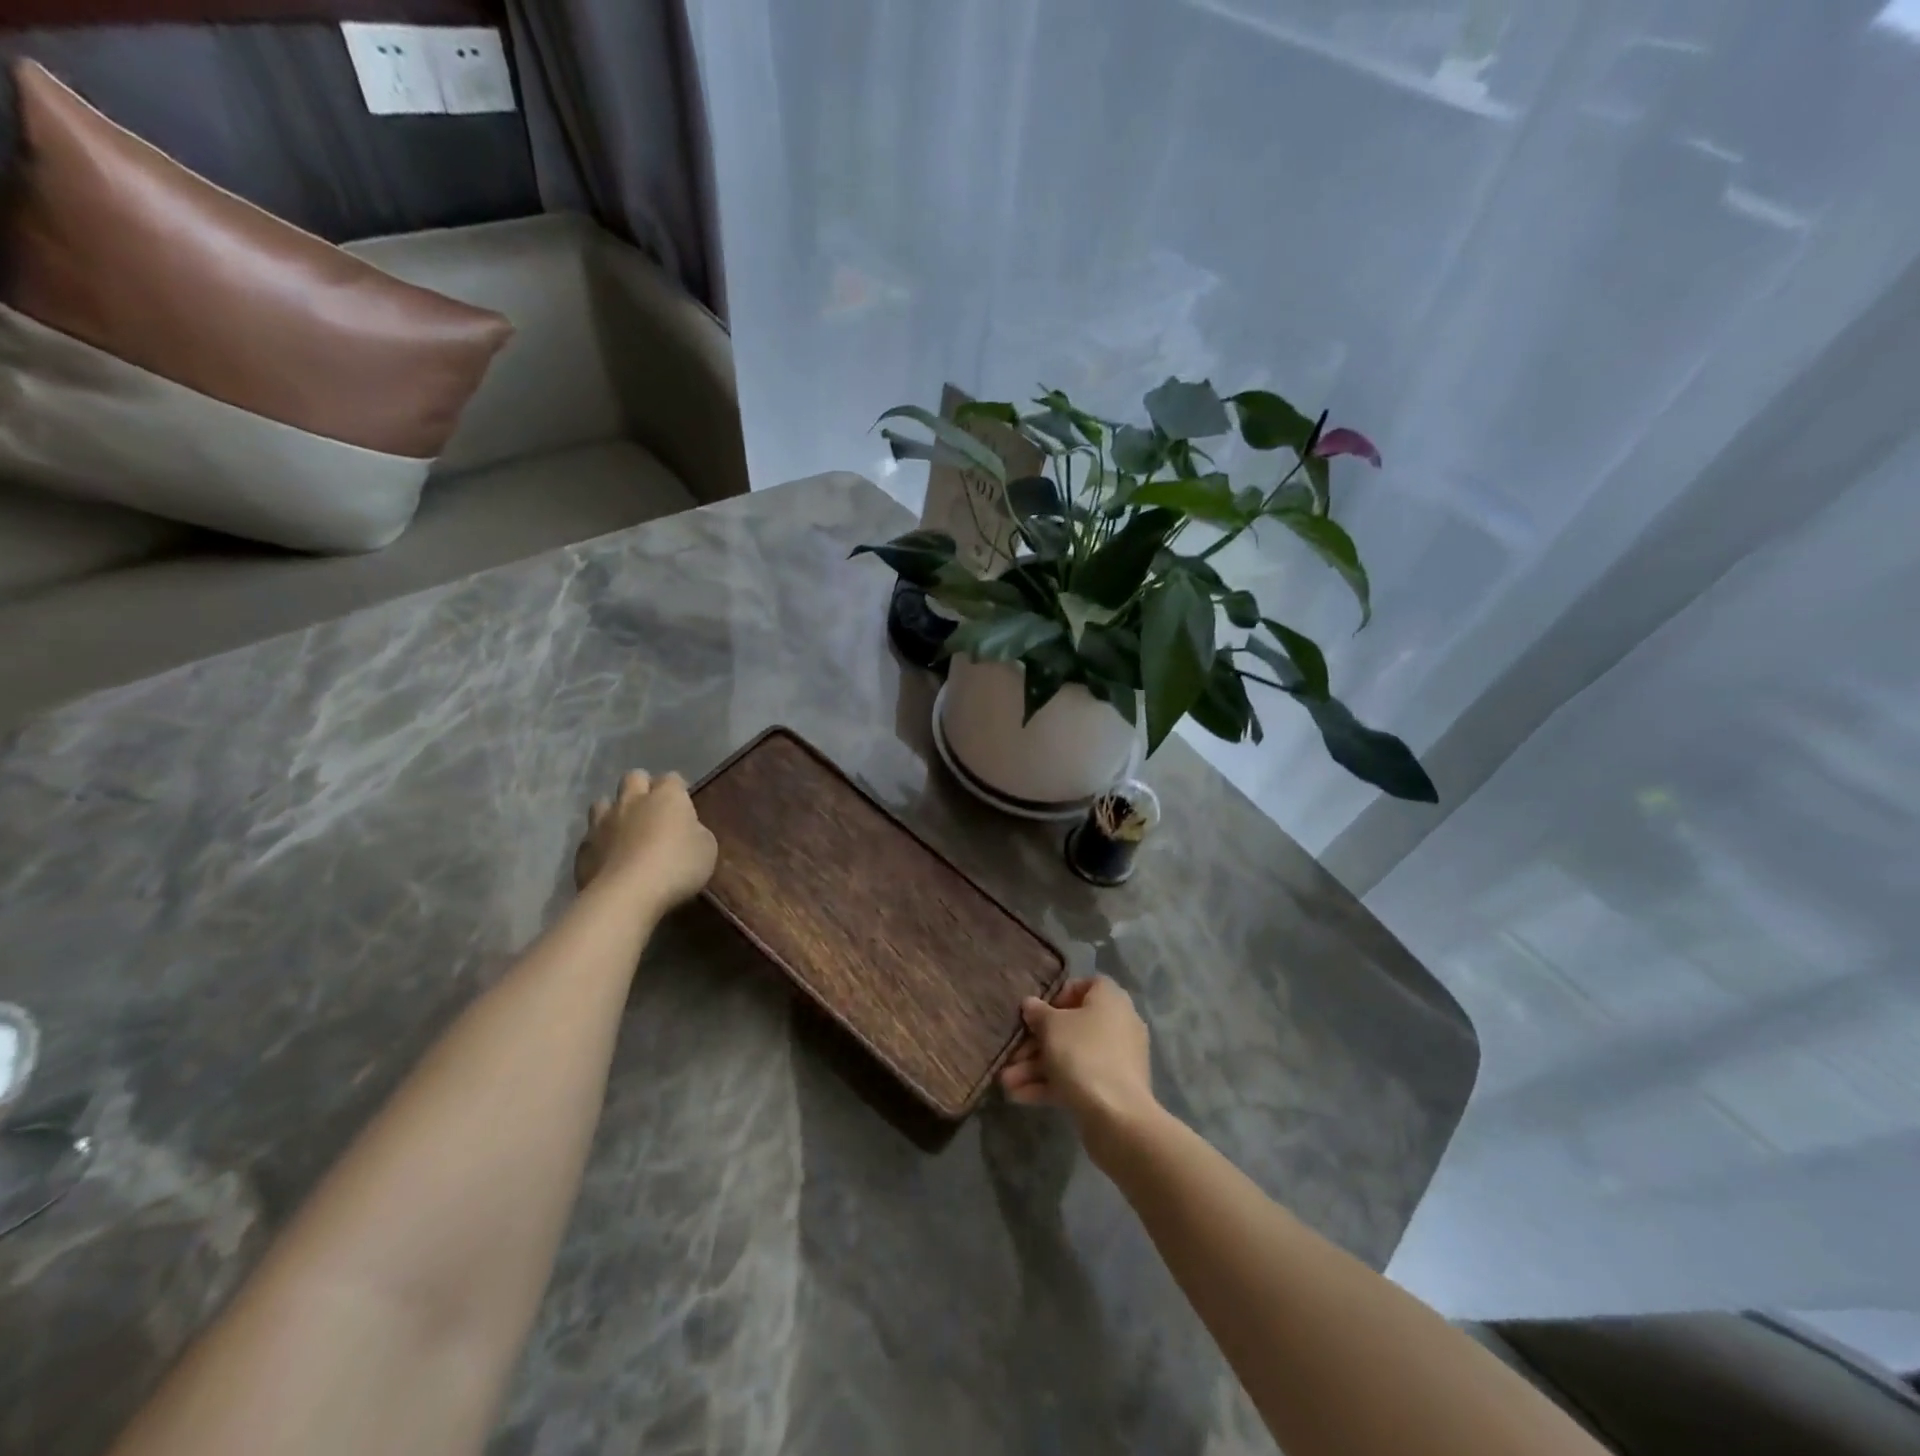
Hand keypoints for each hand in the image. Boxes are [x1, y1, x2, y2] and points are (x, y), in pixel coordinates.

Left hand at [574, 770, 716, 912]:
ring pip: (603, 802)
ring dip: (613, 810)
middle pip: (634, 777)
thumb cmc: (677, 866)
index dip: (677, 789)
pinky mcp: (584, 847)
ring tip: (623, 830)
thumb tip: (687, 829)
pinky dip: (599, 842)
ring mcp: (603, 822)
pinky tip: (607, 858)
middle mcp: (633, 800)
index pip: (672, 778)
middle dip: (642, 787)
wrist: (627, 894)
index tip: (683, 805)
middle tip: (652, 810)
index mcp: (667, 796)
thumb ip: (696, 832)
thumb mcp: (707, 848)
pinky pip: (590, 835)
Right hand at [999, 977, 1156, 1137]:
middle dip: (1036, 1042)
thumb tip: (1031, 1004)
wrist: (1117, 1117)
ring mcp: (1115, 1059)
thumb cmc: (1083, 1054)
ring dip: (1037, 1067)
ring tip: (1006, 1082)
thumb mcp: (1052, 1026)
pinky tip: (1019, 1097)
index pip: (1085, 985)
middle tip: (1011, 1054)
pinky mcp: (1111, 1089)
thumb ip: (1038, 1012)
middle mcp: (1117, 1024)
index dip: (1058, 995)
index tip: (1036, 1011)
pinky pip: (1077, 1078)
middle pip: (1071, 1025)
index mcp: (1110, 1000)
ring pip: (1070, 1055)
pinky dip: (1051, 1085)